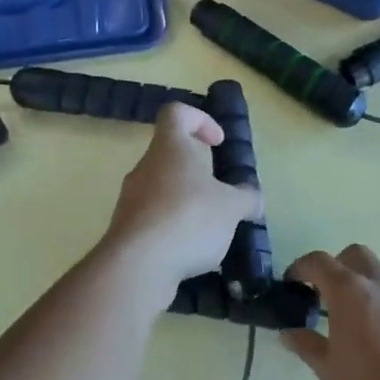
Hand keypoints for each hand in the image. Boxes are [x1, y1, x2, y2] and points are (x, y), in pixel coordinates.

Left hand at [101, 102, 261, 298]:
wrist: (137, 266)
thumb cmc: (188, 219)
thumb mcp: (231, 207)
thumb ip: (246, 198)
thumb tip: (254, 198)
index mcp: (169, 148)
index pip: (176, 113)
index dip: (199, 119)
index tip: (217, 142)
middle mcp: (145, 166)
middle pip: (170, 155)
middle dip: (198, 172)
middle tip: (220, 195)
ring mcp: (131, 198)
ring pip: (162, 189)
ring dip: (186, 202)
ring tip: (210, 230)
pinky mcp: (126, 229)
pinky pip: (154, 219)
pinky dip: (173, 229)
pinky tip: (190, 251)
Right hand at [282, 246, 379, 379]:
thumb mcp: (330, 374)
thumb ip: (308, 347)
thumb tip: (289, 332)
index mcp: (350, 293)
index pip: (319, 262)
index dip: (301, 268)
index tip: (293, 282)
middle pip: (357, 255)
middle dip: (340, 268)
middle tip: (331, 296)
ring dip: (375, 278)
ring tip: (370, 307)